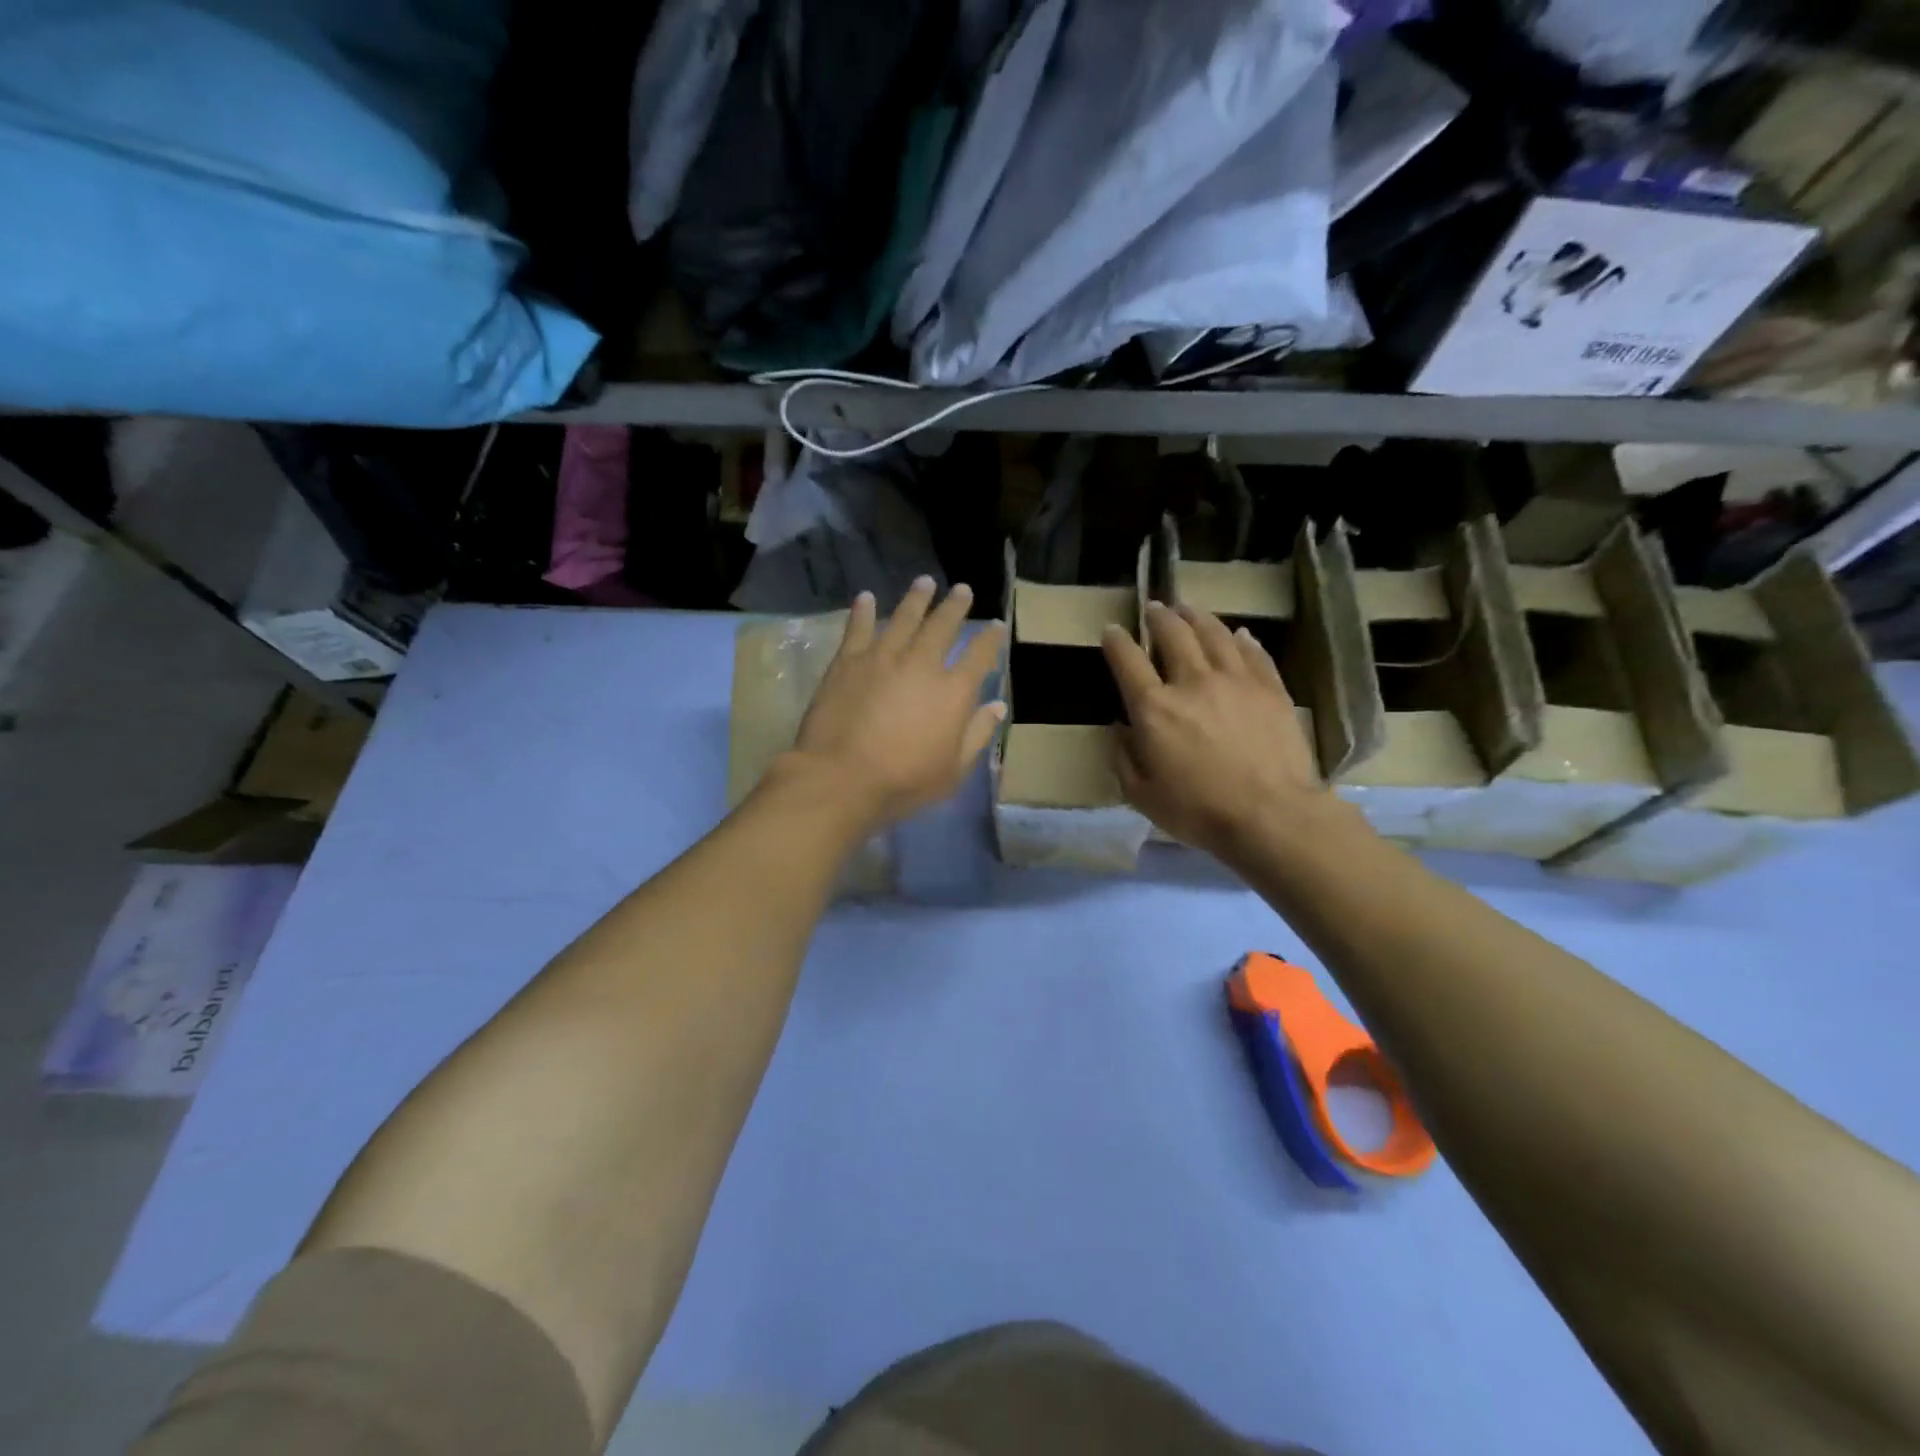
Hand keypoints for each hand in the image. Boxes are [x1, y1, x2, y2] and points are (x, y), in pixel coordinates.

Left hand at [789, 578, 1007, 828]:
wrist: (841, 778)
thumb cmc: (903, 782)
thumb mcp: (953, 770)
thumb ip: (977, 734)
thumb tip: (997, 705)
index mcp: (953, 691)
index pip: (979, 655)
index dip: (990, 638)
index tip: (996, 625)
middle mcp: (922, 664)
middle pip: (943, 625)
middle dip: (955, 606)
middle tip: (961, 590)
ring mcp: (883, 657)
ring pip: (904, 617)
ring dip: (916, 598)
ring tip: (924, 582)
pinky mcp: (848, 660)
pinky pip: (859, 627)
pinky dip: (863, 610)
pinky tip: (866, 597)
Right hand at [1102, 602, 1327, 863]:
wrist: (1271, 815)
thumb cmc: (1198, 810)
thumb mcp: (1141, 794)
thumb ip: (1124, 757)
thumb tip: (1120, 729)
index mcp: (1154, 708)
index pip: (1127, 660)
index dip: (1116, 641)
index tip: (1112, 630)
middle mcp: (1192, 682)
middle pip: (1173, 633)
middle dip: (1158, 617)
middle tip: (1154, 608)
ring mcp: (1236, 680)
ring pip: (1214, 633)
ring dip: (1196, 617)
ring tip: (1188, 610)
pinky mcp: (1270, 688)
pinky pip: (1253, 652)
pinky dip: (1241, 639)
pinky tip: (1238, 634)